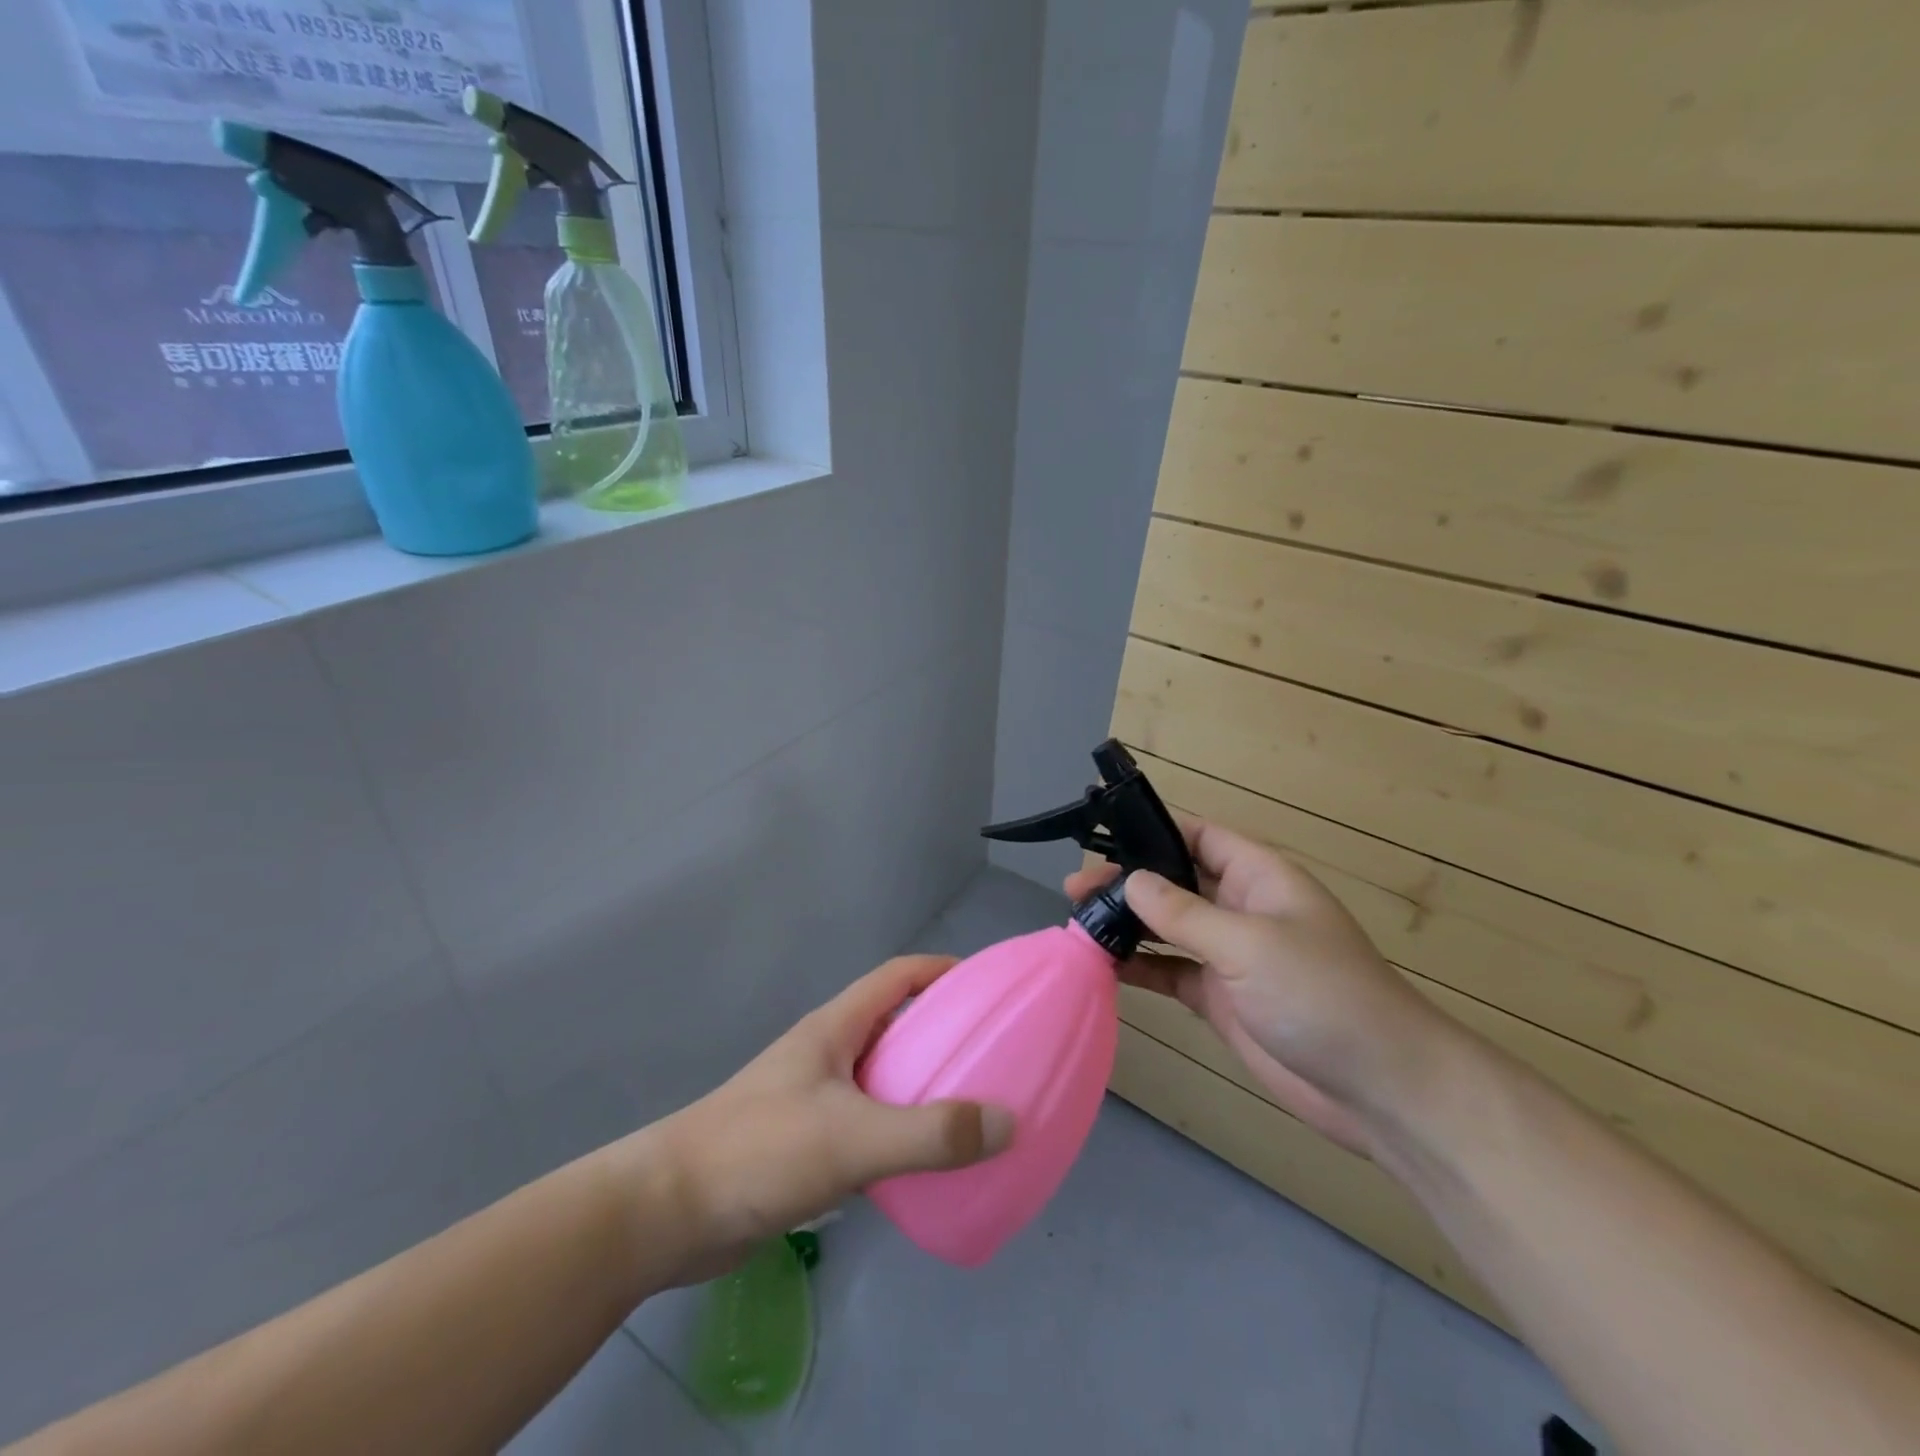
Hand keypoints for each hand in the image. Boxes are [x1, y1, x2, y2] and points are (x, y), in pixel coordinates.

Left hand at [644, 955, 1014, 1280]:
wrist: (668, 1212)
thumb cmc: (760, 1151)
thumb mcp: (852, 1138)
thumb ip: (929, 1134)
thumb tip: (1008, 1122)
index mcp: (835, 1028)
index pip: (896, 976)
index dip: (940, 971)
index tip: (985, 986)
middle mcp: (827, 1053)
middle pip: (894, 1024)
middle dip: (941, 1031)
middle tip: (991, 1054)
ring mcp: (813, 1098)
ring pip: (881, 1077)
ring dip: (922, 1085)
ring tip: (971, 1107)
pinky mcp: (805, 1143)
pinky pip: (867, 1123)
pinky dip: (899, 1130)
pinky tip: (923, 1161)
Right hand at [1067, 818, 1448, 1157]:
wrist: (1378, 1088)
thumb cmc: (1320, 994)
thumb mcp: (1248, 943)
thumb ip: (1183, 912)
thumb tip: (1130, 880)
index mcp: (1258, 877)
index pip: (1199, 837)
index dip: (1155, 832)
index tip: (1104, 838)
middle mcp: (1240, 908)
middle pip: (1175, 883)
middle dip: (1128, 882)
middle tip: (1074, 889)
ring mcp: (1229, 955)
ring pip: (1167, 928)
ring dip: (1127, 925)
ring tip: (1077, 922)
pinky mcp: (1218, 997)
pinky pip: (1169, 971)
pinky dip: (1138, 968)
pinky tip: (1101, 966)